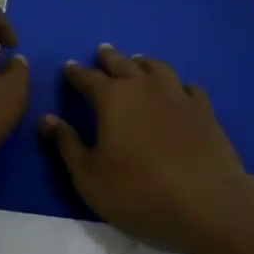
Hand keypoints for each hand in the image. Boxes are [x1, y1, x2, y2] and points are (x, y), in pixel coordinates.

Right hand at [41, 44, 253, 250]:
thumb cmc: (139, 192)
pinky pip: (188, 87)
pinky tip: (178, 89)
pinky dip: (177, 84)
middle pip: (123, 64)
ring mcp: (178, 95)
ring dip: (143, 63)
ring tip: (137, 62)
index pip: (88, 78)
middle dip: (109, 58)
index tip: (69, 67)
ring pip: (157, 68)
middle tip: (102, 52)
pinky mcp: (204, 110)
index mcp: (113, 99)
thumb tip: (48, 119)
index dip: (76, 73)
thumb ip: (67, 144)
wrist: (206, 201)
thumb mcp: (89, 177)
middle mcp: (145, 87)